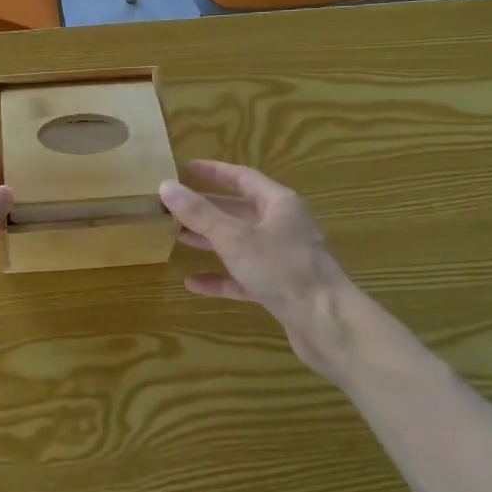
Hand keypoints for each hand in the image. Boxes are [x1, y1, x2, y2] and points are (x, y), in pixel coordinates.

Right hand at [160, 159, 349, 336]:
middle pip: (239, 210)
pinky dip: (220, 277)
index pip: (242, 178)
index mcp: (279, 203)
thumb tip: (165, 185)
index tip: (184, 169)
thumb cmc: (281, 268)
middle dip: (206, 209)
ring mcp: (281, 258)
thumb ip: (199, 214)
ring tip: (176, 237)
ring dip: (209, 241)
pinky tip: (193, 283)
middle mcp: (282, 225)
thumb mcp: (234, 238)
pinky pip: (243, 277)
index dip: (213, 172)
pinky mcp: (278, 287)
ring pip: (239, 243)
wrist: (325, 322)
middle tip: (173, 206)